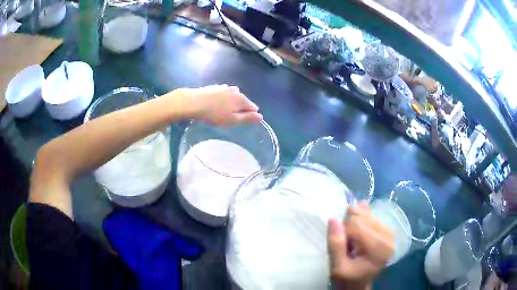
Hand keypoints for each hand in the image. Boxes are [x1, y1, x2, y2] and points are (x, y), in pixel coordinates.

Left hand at [177, 84, 262, 125]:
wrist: (193, 102)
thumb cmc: (214, 114)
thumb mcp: (232, 120)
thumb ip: (247, 118)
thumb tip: (261, 116)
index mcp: (242, 99)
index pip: (253, 107)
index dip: (250, 115)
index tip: (241, 122)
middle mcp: (236, 91)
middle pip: (244, 101)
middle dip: (241, 108)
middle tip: (231, 118)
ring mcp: (225, 87)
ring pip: (234, 96)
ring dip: (232, 103)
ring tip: (224, 111)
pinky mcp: (215, 87)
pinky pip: (224, 93)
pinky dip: (224, 99)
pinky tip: (216, 104)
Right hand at [327, 203, 393, 289]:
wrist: (358, 284)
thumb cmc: (348, 278)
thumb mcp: (337, 268)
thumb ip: (336, 245)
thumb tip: (333, 219)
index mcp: (378, 248)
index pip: (356, 224)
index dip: (342, 231)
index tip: (340, 244)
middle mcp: (388, 237)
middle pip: (363, 216)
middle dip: (349, 225)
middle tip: (346, 242)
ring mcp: (389, 232)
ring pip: (366, 213)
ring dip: (354, 221)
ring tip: (351, 239)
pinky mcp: (387, 230)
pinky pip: (371, 215)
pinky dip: (361, 218)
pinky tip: (356, 229)